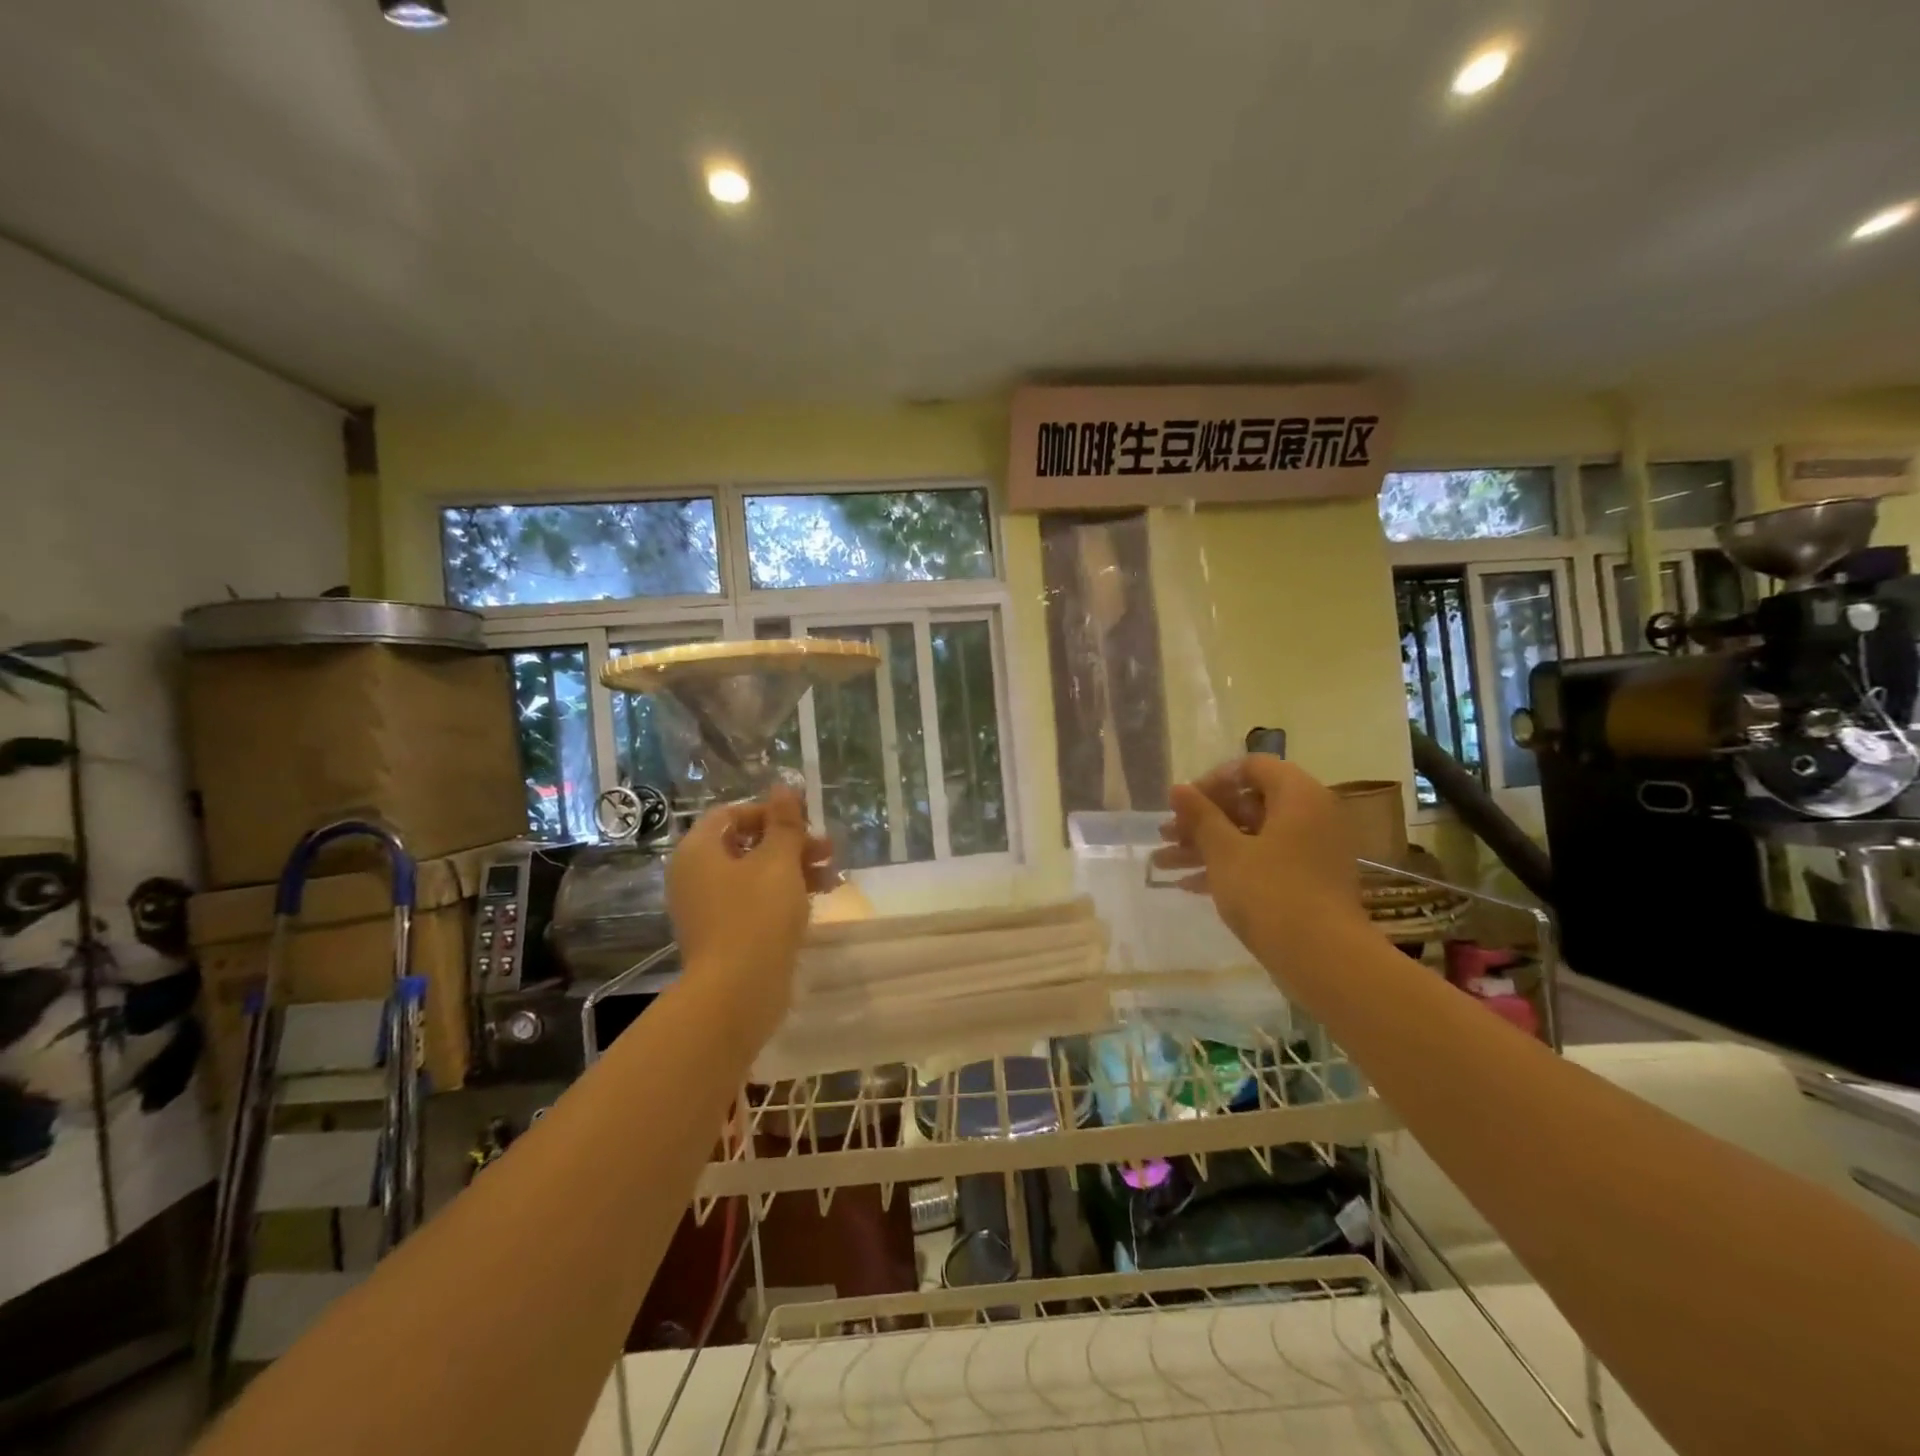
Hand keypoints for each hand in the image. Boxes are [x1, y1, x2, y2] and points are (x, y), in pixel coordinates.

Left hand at [667, 787, 834, 1046]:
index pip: (730, 814)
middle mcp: (696, 876)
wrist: (737, 992)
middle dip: (789, 842)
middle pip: (745, 845)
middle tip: (826, 849)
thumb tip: (784, 786)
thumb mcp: (778, 861)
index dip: (769, 812)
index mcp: (698, 851)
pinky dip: (783, 895)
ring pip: (754, 876)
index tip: (804, 821)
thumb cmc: (756, 915)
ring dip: (793, 869)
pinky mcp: (725, 936)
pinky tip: (817, 899)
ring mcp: (708, 909)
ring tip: (832, 875)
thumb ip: (784, 823)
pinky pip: (754, 903)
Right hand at [1150, 755, 1367, 970]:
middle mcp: (1311, 815)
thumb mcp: (1225, 851)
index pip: (1252, 767)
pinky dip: (1230, 868)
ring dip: (1207, 846)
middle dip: (1202, 819)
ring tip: (1163, 863)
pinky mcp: (1309, 882)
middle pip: (1249, 803)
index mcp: (1298, 795)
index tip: (1184, 804)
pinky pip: (1264, 861)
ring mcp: (1312, 851)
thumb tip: (1178, 788)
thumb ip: (1200, 816)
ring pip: (1251, 836)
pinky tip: (1189, 886)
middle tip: (1167, 835)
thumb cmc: (1271, 892)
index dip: (1213, 781)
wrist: (1324, 960)